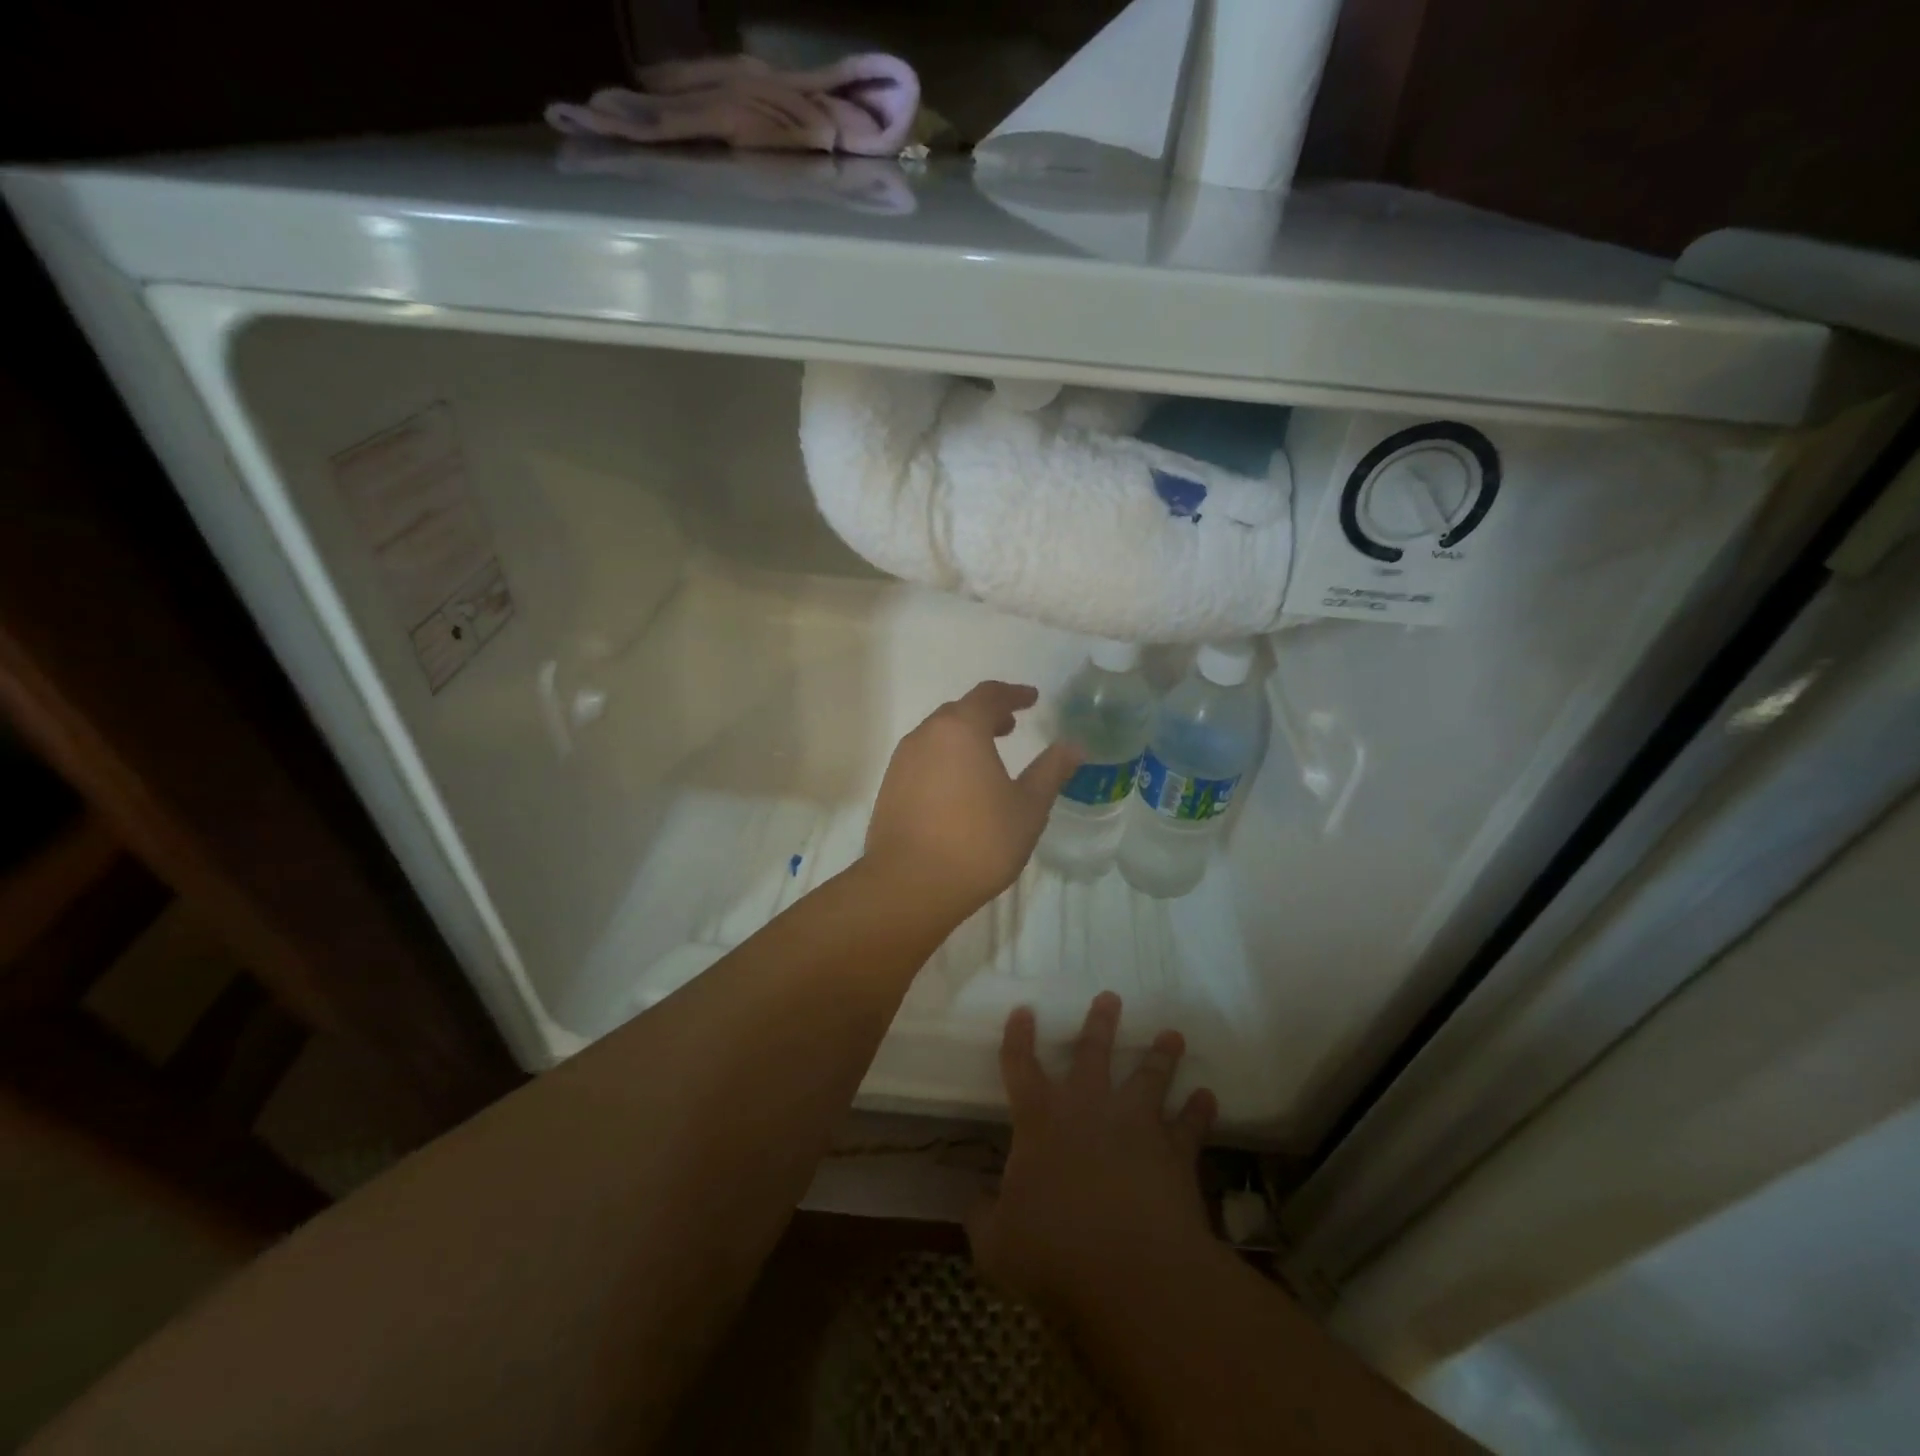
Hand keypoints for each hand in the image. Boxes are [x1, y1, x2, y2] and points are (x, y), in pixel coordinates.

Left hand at [863, 681, 1079, 922]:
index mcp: (960, 729)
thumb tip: (1074, 746)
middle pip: (959, 712)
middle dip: (987, 714)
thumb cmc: (978, 842)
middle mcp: (926, 735)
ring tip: (987, 756)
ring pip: (938, 735)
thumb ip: (1051, 771)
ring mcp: (902, 761)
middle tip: (1011, 726)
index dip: (1013, 694)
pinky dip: (946, 759)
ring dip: (964, 737)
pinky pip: (923, 759)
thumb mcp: (1028, 807)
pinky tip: (959, 786)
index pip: (989, 695)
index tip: (1032, 699)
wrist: (910, 885)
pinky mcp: (890, 788)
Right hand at [968, 993, 1218, 1326]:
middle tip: (1112, 997)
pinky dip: (1199, 1111)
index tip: (1024, 1010)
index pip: (1020, 1066)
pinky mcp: (1175, 1152)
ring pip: (1150, 1077)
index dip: (1018, 1037)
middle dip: (1100, 1023)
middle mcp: (1088, 1108)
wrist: (1135, 1272)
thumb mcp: (998, 1246)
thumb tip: (974, 1204)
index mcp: (1040, 1120)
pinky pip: (1190, 1125)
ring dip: (1161, 1055)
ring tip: (1172, 1035)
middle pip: (1092, 1053)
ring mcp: (1136, 1125)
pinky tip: (1208, 1097)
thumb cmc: (1056, 1253)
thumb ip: (983, 1219)